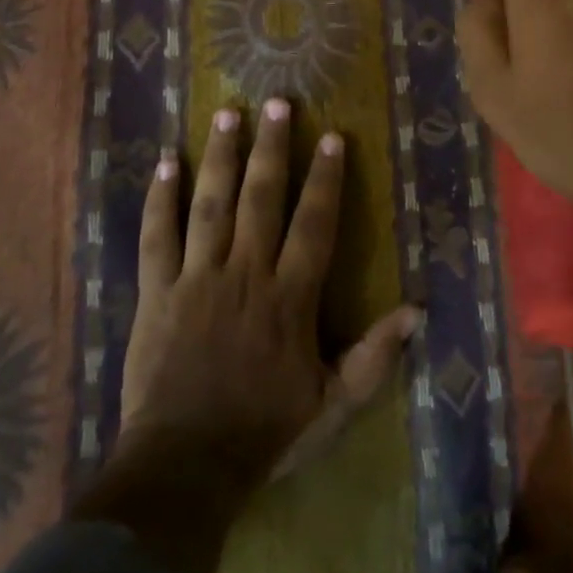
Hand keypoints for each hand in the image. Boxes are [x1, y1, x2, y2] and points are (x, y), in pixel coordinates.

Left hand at [79, 99, 418, 572]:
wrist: (184, 470)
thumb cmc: (265, 434)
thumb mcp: (332, 405)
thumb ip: (374, 358)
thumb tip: (416, 311)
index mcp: (289, 297)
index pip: (313, 224)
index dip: (325, 179)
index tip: (332, 138)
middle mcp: (245, 274)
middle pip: (261, 198)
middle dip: (272, 147)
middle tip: (278, 103)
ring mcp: (196, 278)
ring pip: (210, 204)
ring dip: (220, 156)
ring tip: (228, 114)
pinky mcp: (156, 292)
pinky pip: (156, 237)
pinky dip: (160, 199)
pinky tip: (165, 162)